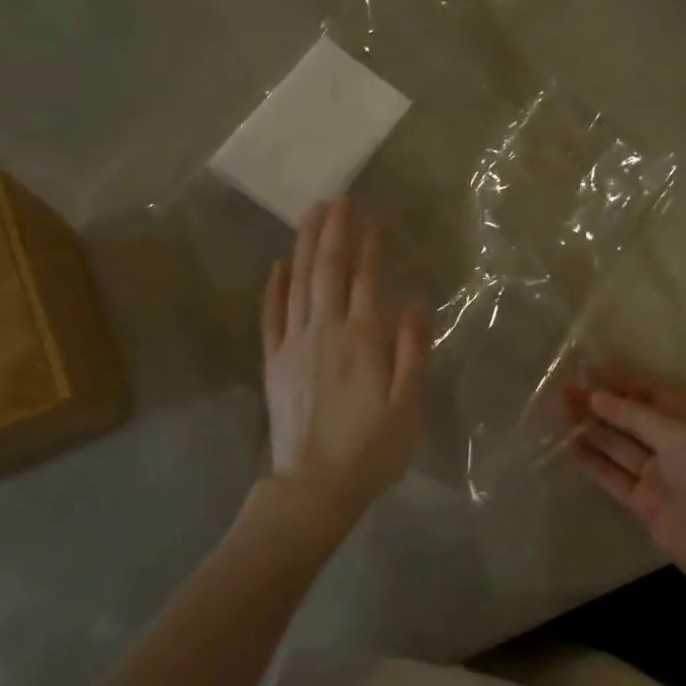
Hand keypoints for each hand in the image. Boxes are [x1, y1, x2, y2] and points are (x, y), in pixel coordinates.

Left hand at [258, 199, 428, 529]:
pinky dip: (273, 287)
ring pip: (298, 283)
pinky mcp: (273, 362)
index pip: (366, 279)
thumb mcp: (408, 406)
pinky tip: (278, 264)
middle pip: (327, 270)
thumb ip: (412, 351)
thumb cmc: (371, 450)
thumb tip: (414, 301)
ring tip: (311, 213)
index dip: (369, 244)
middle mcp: (325, 331)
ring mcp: (293, 345)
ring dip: (305, 246)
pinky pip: (271, 315)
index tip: (373, 214)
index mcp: (362, 340)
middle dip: (333, 230)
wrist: (314, 488)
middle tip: (337, 197)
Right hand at [562, 369, 685, 594]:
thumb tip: (597, 397)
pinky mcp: (644, 502)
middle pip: (631, 419)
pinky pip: (614, 476)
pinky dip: (594, 461)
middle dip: (601, 404)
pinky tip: (570, 446)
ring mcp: (658, 475)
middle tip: (566, 391)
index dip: (623, 381)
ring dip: (592, 428)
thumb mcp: (675, 435)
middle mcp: (673, 446)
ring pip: (619, 446)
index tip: (591, 370)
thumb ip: (633, 415)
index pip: (652, 394)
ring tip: (561, 411)